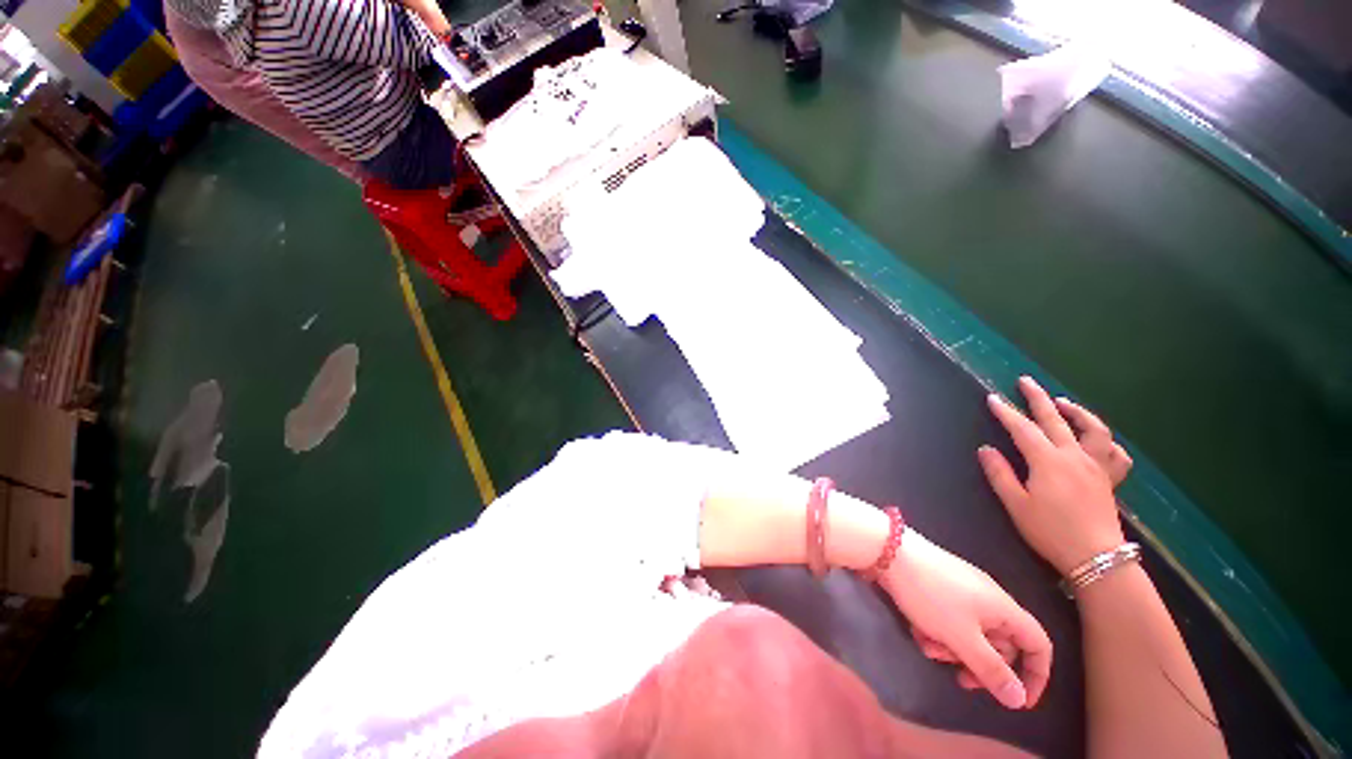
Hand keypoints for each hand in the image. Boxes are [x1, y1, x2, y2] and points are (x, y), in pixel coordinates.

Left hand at [880, 531, 1051, 709]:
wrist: (888, 551)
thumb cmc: (930, 595)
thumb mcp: (962, 638)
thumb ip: (991, 670)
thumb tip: (1019, 699)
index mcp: (1004, 608)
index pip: (1038, 645)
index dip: (1036, 675)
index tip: (1018, 702)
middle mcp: (989, 598)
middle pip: (1000, 644)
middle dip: (979, 664)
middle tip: (958, 678)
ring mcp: (963, 590)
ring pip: (970, 634)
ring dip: (952, 648)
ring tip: (927, 645)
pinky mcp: (939, 587)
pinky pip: (949, 619)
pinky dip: (937, 630)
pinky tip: (917, 629)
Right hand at [977, 376, 1128, 575]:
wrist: (1096, 558)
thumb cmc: (1050, 532)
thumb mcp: (1016, 505)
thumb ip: (999, 474)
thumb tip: (985, 449)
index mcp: (1048, 462)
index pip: (1022, 429)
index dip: (1006, 412)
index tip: (992, 397)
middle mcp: (1074, 456)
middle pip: (1055, 419)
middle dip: (1038, 398)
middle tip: (1026, 381)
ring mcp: (1096, 466)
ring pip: (1094, 430)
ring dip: (1077, 412)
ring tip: (1063, 404)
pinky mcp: (1109, 479)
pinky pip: (1116, 455)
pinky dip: (1107, 443)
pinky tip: (1098, 441)